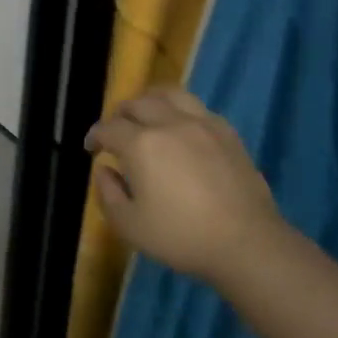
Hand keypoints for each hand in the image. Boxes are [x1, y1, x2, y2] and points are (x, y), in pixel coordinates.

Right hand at [85, 88, 289, 295]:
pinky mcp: (227, 133)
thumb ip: (108, 193)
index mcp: (141, 144)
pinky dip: (180, 111)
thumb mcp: (129, 225)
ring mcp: (202, 124)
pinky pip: (197, 108)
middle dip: (120, 114)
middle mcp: (169, 124)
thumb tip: (104, 169)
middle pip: (138, 103)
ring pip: (170, 95)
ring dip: (151, 101)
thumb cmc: (180, 236)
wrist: (246, 242)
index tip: (91, 149)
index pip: (108, 128)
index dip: (95, 136)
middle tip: (116, 132)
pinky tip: (181, 129)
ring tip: (147, 117)